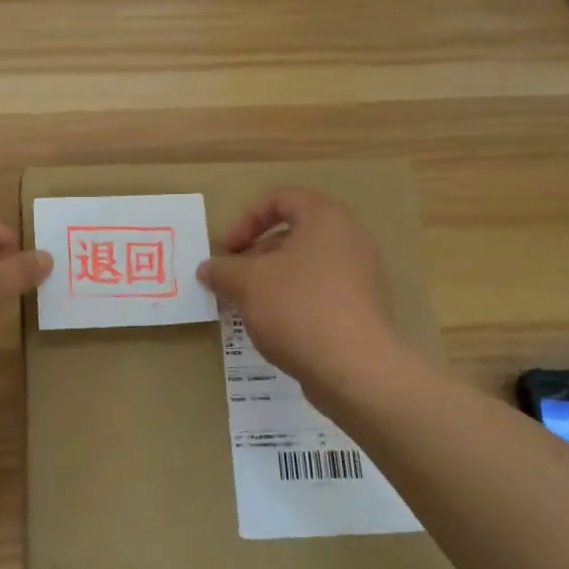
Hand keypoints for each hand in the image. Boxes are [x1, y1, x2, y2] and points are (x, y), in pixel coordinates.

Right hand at [197, 187, 407, 393]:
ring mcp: (360, 277)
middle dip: (257, 254)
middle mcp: (349, 240)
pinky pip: (320, 293)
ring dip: (272, 280)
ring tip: (247, 305)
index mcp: (325, 219)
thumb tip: (206, 268)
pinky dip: (293, 301)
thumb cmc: (298, 308)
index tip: (226, 249)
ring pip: (306, 266)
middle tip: (232, 278)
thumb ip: (223, 270)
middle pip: (294, 234)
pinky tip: (274, 327)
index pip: (282, 199)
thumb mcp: (248, 284)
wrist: (354, 369)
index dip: (247, 219)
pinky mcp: (362, 310)